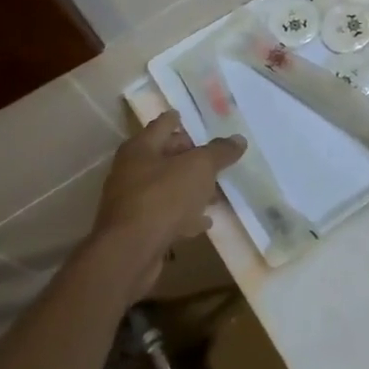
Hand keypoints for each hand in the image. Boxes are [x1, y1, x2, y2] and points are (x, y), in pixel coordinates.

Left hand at [94, 113, 245, 262]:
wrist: (130, 252)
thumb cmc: (163, 197)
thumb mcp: (199, 168)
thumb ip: (219, 152)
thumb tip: (238, 139)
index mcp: (141, 148)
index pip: (163, 124)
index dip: (177, 119)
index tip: (189, 116)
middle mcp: (131, 171)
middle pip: (164, 156)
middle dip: (188, 156)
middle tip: (214, 158)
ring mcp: (132, 201)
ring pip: (166, 187)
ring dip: (189, 188)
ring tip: (214, 191)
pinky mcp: (137, 228)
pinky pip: (166, 214)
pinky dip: (184, 215)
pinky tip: (203, 222)